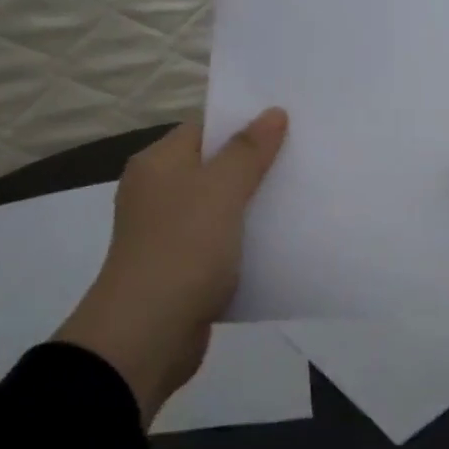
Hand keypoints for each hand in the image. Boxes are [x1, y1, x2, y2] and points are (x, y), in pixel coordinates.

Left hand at [54, 111, 287, 424]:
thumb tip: (273, 112)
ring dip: (253, 206)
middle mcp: (158, 193)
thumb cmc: (182, 248)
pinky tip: (280, 242)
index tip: (287, 124)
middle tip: (302, 158)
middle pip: (213, 167)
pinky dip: (245, 242)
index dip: (243, 123)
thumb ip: (248, 150)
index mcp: (158, 164)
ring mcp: (167, 234)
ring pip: (220, 207)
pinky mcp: (181, 269)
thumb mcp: (220, 190)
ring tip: (300, 196)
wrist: (146, 336)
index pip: (204, 128)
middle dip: (255, 165)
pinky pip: (220, 244)